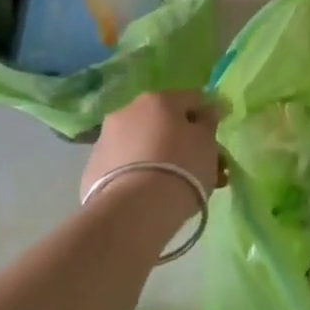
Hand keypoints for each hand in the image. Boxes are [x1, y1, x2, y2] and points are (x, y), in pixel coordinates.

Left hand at [82, 91, 222, 239]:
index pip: (192, 99)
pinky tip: (150, 197)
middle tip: (201, 168)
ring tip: (176, 188)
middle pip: (165, 122)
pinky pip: (125, 166)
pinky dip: (138, 175)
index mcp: (159, 99)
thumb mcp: (207, 143)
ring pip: (143, 144)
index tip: (216, 141)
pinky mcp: (93, 169)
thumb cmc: (181, 168)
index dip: (208, 117)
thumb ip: (208, 122)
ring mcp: (106, 139)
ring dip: (160, 158)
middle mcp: (128, 111)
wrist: (133, 211)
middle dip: (184, 142)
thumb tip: (207, 110)